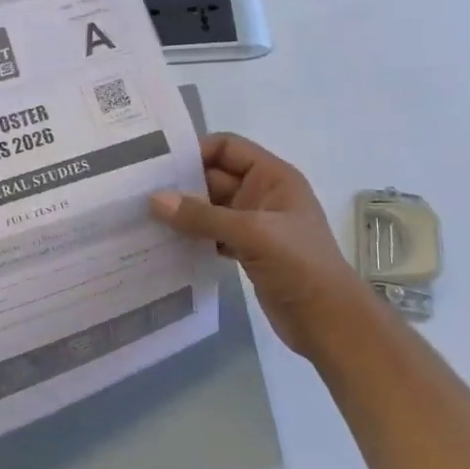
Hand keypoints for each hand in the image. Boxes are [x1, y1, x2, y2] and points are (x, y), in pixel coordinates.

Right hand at [150, 133, 364, 359]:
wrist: (329, 321)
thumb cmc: (299, 264)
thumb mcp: (251, 233)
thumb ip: (202, 216)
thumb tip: (154, 200)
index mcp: (273, 177)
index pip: (227, 147)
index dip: (196, 151)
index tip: (159, 165)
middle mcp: (262, 194)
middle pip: (214, 177)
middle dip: (181, 185)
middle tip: (140, 192)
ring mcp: (254, 224)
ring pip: (210, 209)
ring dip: (184, 214)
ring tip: (145, 218)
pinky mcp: (246, 251)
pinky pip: (211, 234)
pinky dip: (192, 237)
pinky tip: (166, 244)